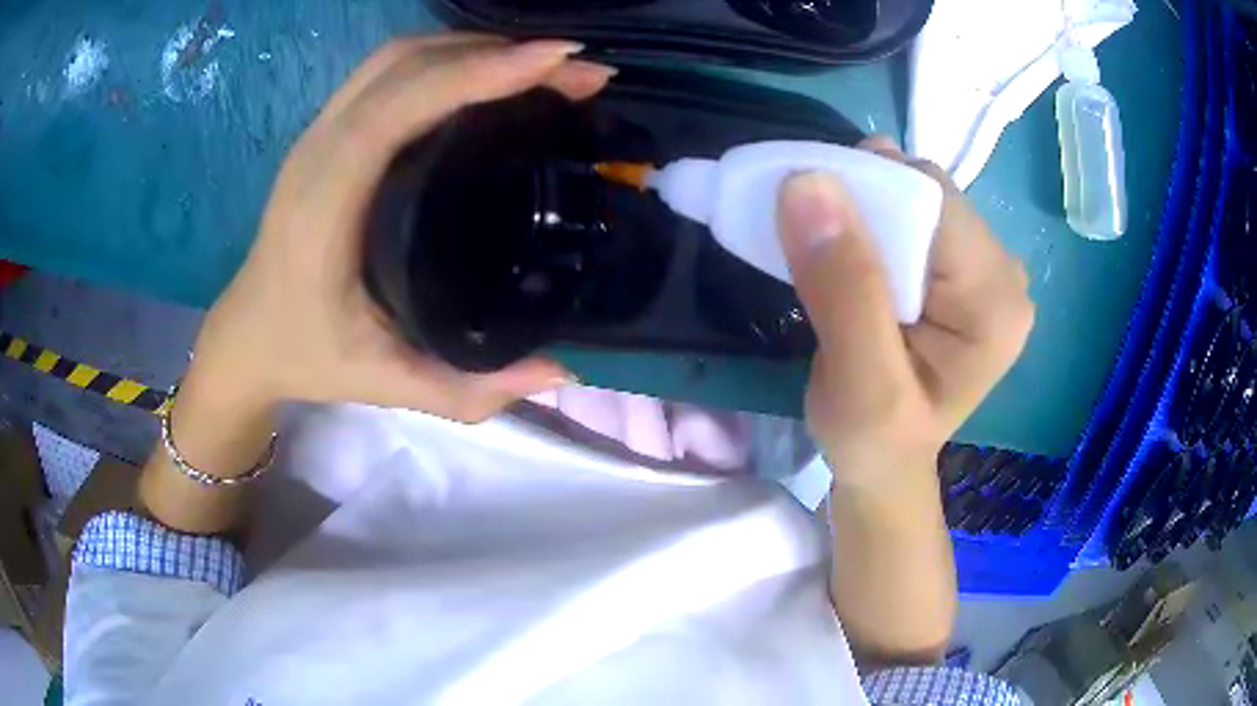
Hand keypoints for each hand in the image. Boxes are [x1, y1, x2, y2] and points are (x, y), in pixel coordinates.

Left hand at [189, 36, 615, 421]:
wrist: (247, 335)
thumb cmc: (305, 355)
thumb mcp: (384, 381)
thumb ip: (468, 388)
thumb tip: (562, 372)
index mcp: (325, 200)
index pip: (398, 106)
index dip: (477, 72)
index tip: (556, 62)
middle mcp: (319, 149)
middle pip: (406, 64)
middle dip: (496, 52)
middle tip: (572, 68)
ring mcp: (319, 132)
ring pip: (398, 57)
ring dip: (473, 47)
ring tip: (542, 66)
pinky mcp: (327, 131)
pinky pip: (388, 71)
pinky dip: (446, 57)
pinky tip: (487, 74)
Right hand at [779, 139, 1033, 488]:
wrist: (886, 465)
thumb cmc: (873, 440)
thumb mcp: (857, 381)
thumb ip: (842, 287)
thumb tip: (807, 182)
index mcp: (996, 301)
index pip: (932, 203)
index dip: (867, 193)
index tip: (805, 215)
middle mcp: (1004, 273)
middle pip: (926, 194)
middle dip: (864, 201)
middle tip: (812, 240)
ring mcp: (986, 268)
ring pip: (915, 198)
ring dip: (863, 209)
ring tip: (829, 253)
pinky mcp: (963, 269)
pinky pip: (913, 215)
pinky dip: (872, 221)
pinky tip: (853, 256)